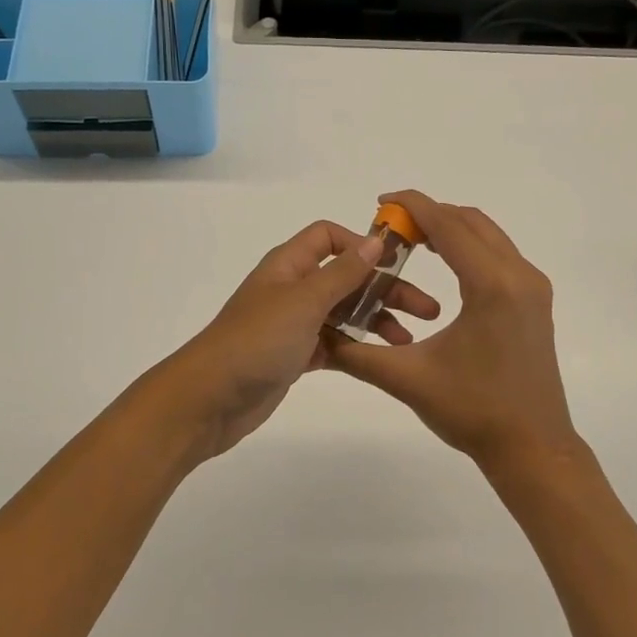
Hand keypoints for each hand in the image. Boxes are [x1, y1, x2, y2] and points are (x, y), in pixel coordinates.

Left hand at [145, 219, 441, 465]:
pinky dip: (357, 347)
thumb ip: (342, 272)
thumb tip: (375, 240)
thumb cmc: (256, 340)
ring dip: (376, 321)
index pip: (328, 236)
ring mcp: (293, 324)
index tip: (396, 265)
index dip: (361, 244)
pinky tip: (383, 359)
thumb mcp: (304, 300)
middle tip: (427, 310)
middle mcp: (292, 288)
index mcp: (289, 265)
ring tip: (408, 341)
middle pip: (345, 277)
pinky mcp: (294, 356)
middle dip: (385, 289)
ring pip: (343, 312)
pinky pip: (334, 344)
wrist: (209, 400)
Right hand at [324, 191, 580, 469]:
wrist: (533, 447)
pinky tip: (445, 264)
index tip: (380, 201)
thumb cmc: (472, 412)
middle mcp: (519, 275)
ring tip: (412, 241)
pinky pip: (500, 254)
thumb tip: (318, 337)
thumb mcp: (408, 379)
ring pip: (489, 235)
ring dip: (451, 228)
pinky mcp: (536, 301)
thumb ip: (357, 354)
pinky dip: (470, 246)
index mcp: (491, 285)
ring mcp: (533, 287)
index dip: (412, 205)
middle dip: (430, 214)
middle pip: (470, 221)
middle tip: (391, 226)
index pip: (447, 224)